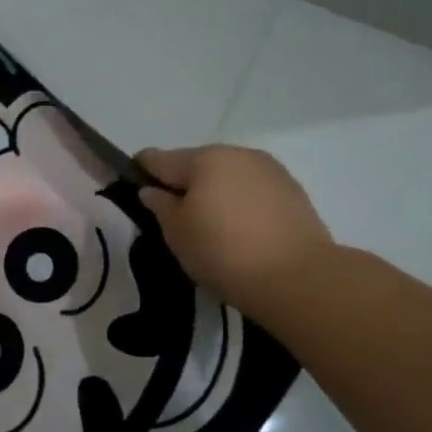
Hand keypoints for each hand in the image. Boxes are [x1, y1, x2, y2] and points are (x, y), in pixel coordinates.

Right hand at [135, 145, 335, 323]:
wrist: (298, 278)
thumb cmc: (224, 253)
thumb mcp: (177, 234)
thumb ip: (159, 206)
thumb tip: (152, 191)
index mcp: (203, 159)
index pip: (156, 158)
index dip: (139, 173)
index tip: (133, 193)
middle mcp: (236, 153)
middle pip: (195, 163)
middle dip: (182, 185)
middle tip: (175, 220)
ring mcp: (269, 169)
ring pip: (226, 175)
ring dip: (213, 192)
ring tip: (211, 228)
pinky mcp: (292, 189)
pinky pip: (251, 189)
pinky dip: (239, 202)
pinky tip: (239, 231)